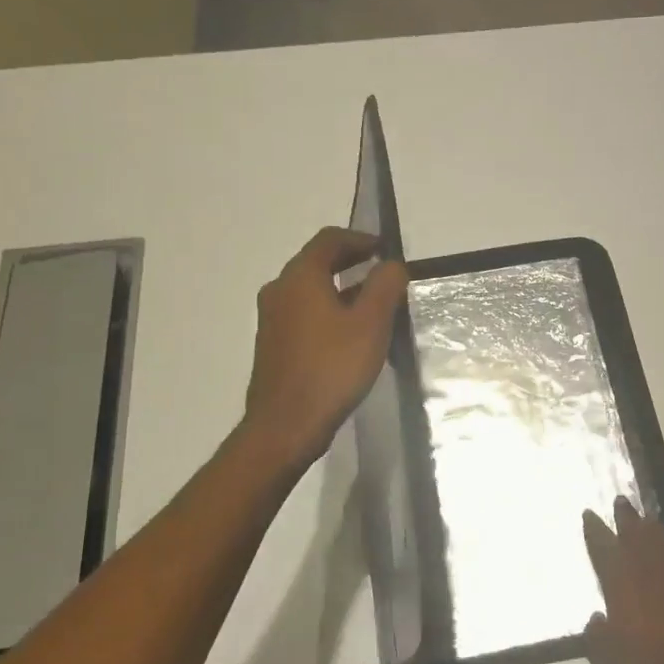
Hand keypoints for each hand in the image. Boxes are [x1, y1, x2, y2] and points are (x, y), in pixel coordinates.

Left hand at [243, 227, 406, 467]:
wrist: (286, 425)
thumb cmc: (332, 368)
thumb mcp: (371, 324)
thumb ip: (385, 287)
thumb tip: (391, 265)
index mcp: (300, 278)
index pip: (329, 240)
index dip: (360, 239)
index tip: (385, 249)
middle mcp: (280, 291)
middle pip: (316, 263)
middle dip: (351, 262)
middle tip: (382, 273)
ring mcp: (272, 320)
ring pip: (310, 290)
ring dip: (341, 289)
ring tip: (373, 304)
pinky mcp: (274, 345)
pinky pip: (304, 314)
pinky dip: (328, 311)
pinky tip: (350, 335)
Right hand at [581, 498, 663, 663]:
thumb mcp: (610, 657)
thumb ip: (598, 635)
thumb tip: (596, 619)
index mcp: (620, 580)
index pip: (603, 546)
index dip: (595, 529)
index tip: (589, 514)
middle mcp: (648, 567)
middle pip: (635, 532)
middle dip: (625, 516)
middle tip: (620, 501)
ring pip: (661, 539)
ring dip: (651, 527)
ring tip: (645, 518)